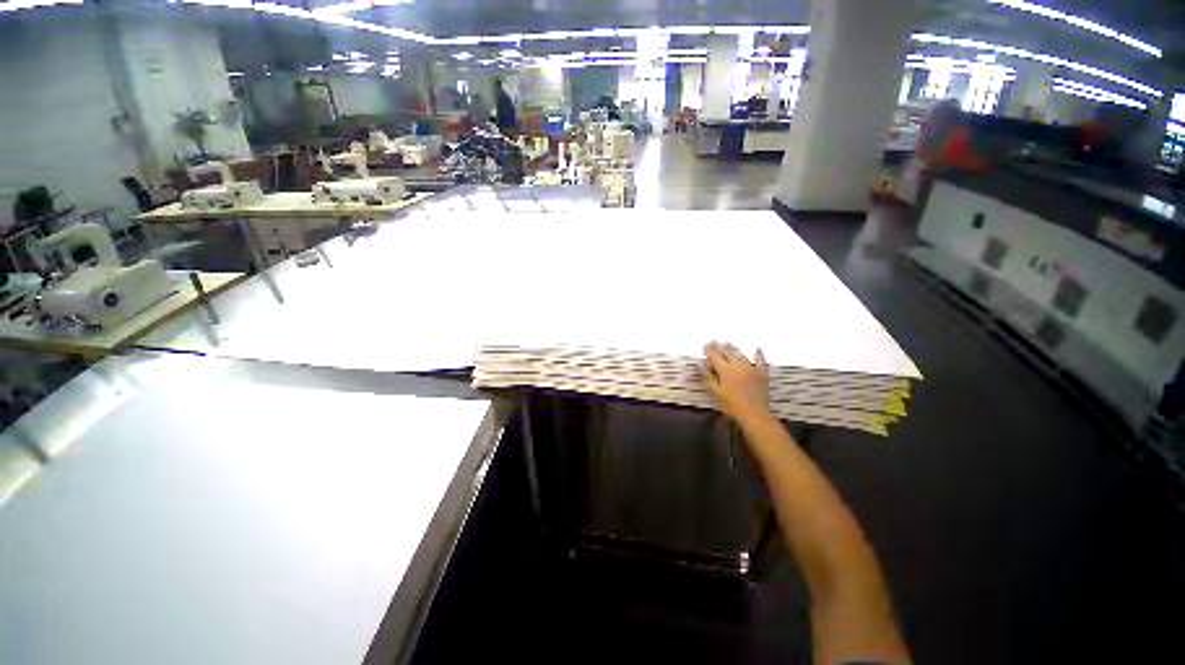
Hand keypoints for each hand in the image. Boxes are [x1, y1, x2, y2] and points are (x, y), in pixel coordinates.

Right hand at [702, 341, 768, 421]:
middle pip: (727, 354)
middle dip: (719, 347)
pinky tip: (758, 349)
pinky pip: (760, 362)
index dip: (709, 351)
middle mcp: (738, 365)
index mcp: (725, 369)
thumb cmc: (730, 404)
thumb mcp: (715, 391)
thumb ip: (708, 376)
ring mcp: (751, 368)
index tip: (705, 345)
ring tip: (727, 343)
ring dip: (733, 349)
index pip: (715, 356)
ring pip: (740, 355)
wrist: (753, 414)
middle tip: (714, 341)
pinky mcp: (761, 374)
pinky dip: (759, 355)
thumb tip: (701, 363)